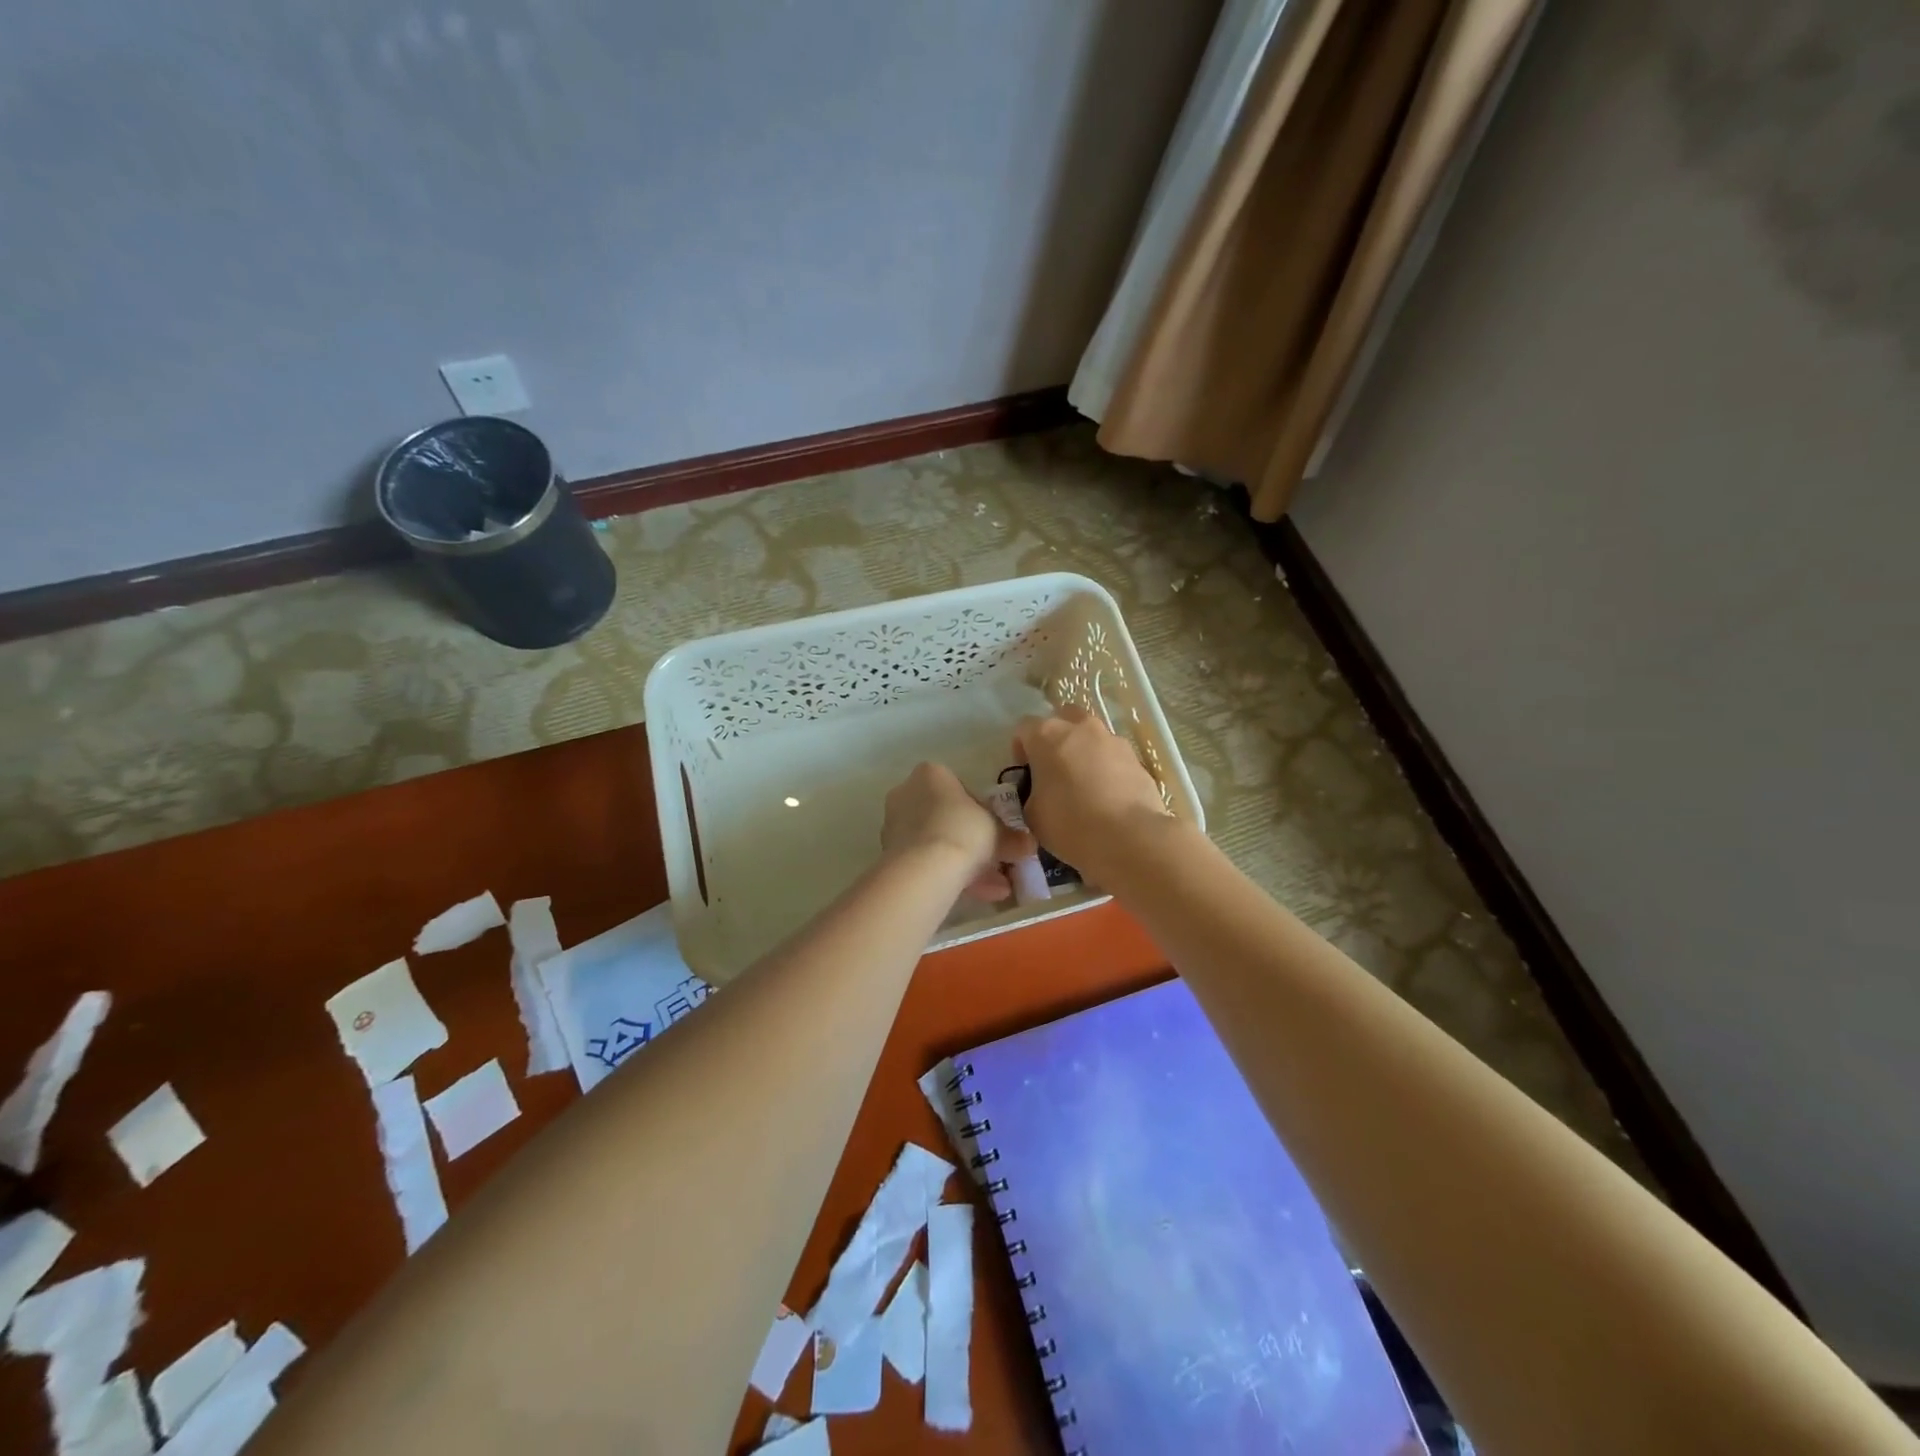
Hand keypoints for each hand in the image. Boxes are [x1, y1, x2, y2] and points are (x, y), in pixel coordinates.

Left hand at [881, 763, 1036, 902]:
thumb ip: (1013, 837)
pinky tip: (977, 895)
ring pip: (937, 842)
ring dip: (964, 863)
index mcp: (931, 774)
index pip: (960, 788)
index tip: (994, 832)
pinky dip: (949, 875)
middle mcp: (906, 793)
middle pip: (946, 817)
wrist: (925, 868)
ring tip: (994, 888)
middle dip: (972, 841)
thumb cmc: (963, 831)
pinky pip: (926, 861)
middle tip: (995, 861)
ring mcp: (894, 825)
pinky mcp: (889, 853)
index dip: (981, 812)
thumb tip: (1029, 845)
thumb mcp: (998, 832)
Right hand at [1012, 706, 1170, 883]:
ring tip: (1085, 786)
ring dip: (1084, 752)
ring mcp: (1113, 740)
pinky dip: (1108, 769)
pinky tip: (1108, 797)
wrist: (1129, 837)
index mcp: (1047, 735)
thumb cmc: (1070, 824)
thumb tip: (1039, 793)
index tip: (1026, 774)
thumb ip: (1030, 794)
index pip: (1024, 728)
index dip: (1021, 750)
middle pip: (1063, 719)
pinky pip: (1114, 757)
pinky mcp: (1136, 758)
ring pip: (1092, 737)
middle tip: (1055, 770)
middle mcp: (1080, 728)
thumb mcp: (1032, 814)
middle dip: (1056, 739)